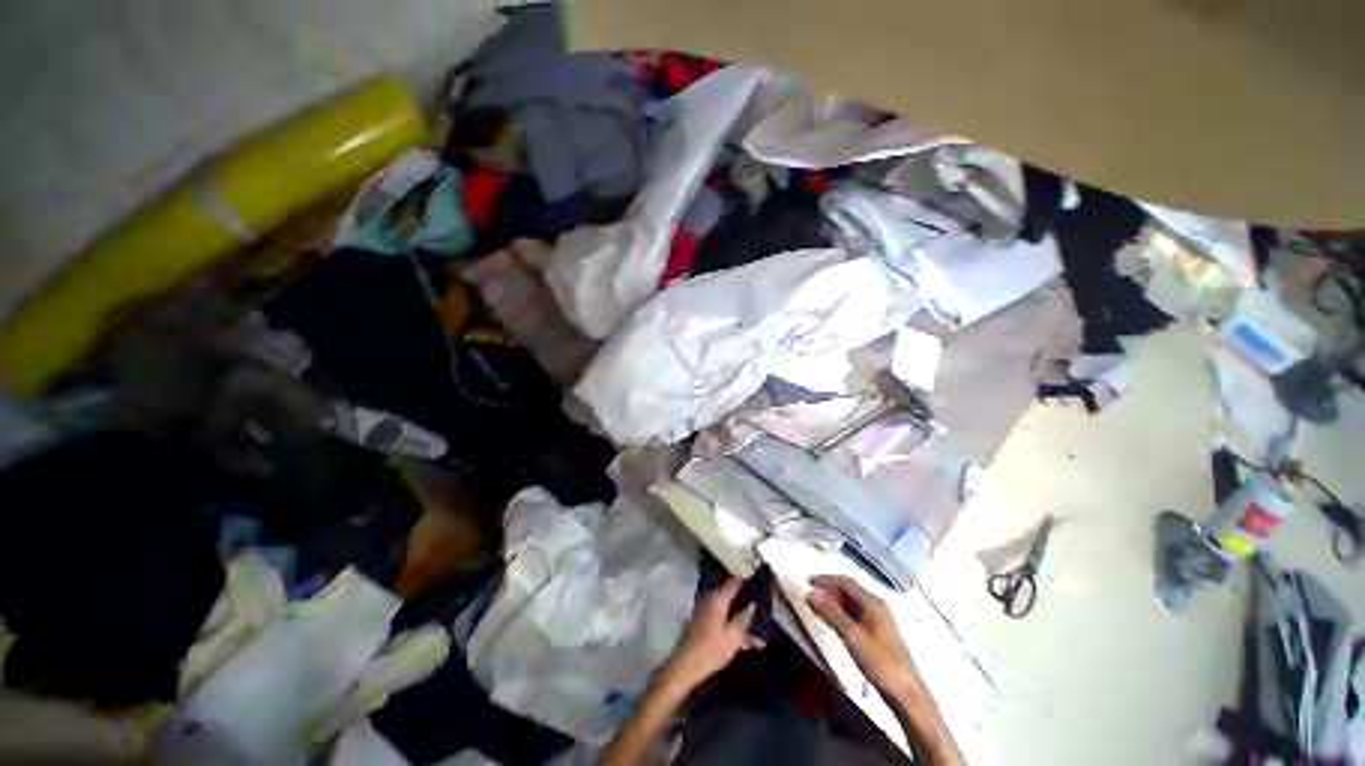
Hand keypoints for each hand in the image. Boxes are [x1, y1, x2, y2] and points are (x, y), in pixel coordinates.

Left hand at [661, 575, 764, 690]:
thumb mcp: (733, 636)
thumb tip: (753, 604)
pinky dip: (732, 624)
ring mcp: (705, 609)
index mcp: (718, 599)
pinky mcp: (703, 620)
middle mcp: (710, 599)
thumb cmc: (711, 650)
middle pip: (731, 594)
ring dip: (741, 618)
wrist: (686, 665)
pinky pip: (722, 616)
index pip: (734, 581)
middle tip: (762, 606)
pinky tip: (745, 642)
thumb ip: (744, 618)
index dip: (746, 577)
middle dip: (746, 601)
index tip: (758, 574)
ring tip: (758, 634)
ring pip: (728, 608)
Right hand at [807, 575, 923, 700]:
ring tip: (818, 608)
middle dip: (829, 590)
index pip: (846, 582)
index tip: (807, 582)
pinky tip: (833, 622)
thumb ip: (831, 613)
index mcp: (873, 603)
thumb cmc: (879, 662)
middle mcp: (876, 607)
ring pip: (852, 603)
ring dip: (834, 602)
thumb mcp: (852, 636)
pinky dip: (841, 614)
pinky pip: (855, 615)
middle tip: (811, 596)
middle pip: (849, 591)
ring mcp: (878, 621)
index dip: (826, 579)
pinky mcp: (877, 634)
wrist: (905, 693)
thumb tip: (810, 594)